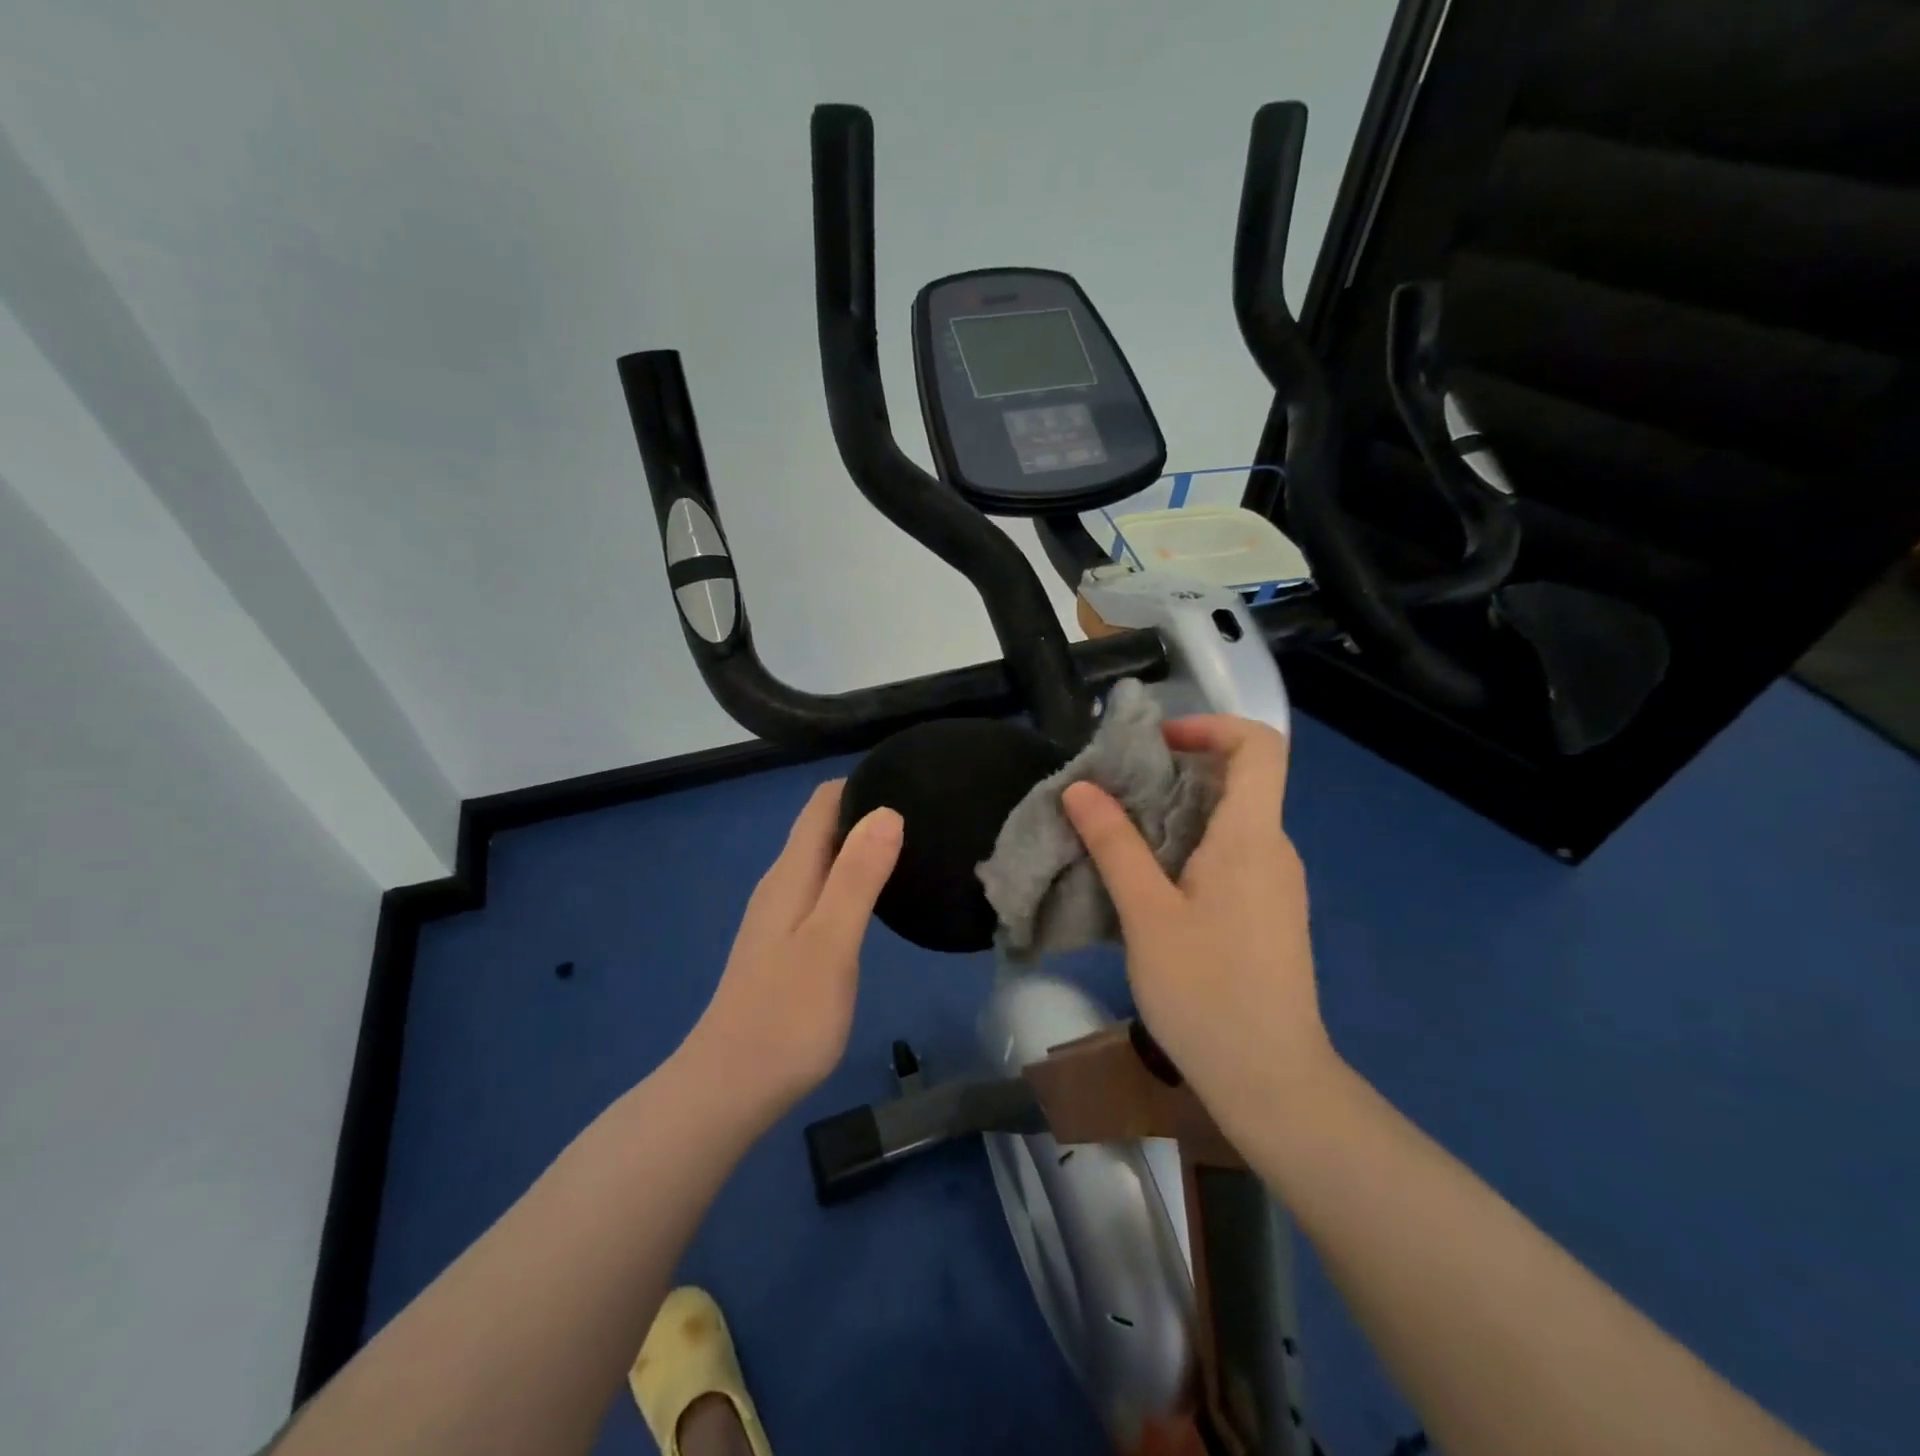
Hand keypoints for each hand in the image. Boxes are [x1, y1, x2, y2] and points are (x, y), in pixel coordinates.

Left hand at [685, 781, 902, 1113]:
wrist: (729, 1089)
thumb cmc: (787, 1016)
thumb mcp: (832, 942)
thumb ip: (858, 877)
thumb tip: (886, 811)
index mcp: (791, 874)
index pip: (821, 803)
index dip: (861, 785)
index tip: (910, 784)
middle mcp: (782, 884)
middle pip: (823, 827)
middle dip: (868, 813)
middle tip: (926, 817)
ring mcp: (781, 916)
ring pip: (824, 860)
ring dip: (862, 847)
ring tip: (914, 850)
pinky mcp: (786, 945)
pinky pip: (823, 891)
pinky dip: (853, 880)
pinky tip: (880, 899)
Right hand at [1062, 716, 1335, 1139]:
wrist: (1270, 1080)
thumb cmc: (1206, 992)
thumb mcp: (1147, 914)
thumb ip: (1114, 844)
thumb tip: (1080, 788)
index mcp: (1252, 837)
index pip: (1258, 746)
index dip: (1210, 725)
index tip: (1155, 743)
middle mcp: (1273, 849)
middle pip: (1236, 779)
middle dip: (1174, 770)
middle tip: (1115, 790)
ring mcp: (1274, 883)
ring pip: (1229, 820)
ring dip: (1174, 812)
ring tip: (1117, 833)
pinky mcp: (1266, 912)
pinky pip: (1229, 855)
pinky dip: (1187, 846)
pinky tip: (1145, 881)